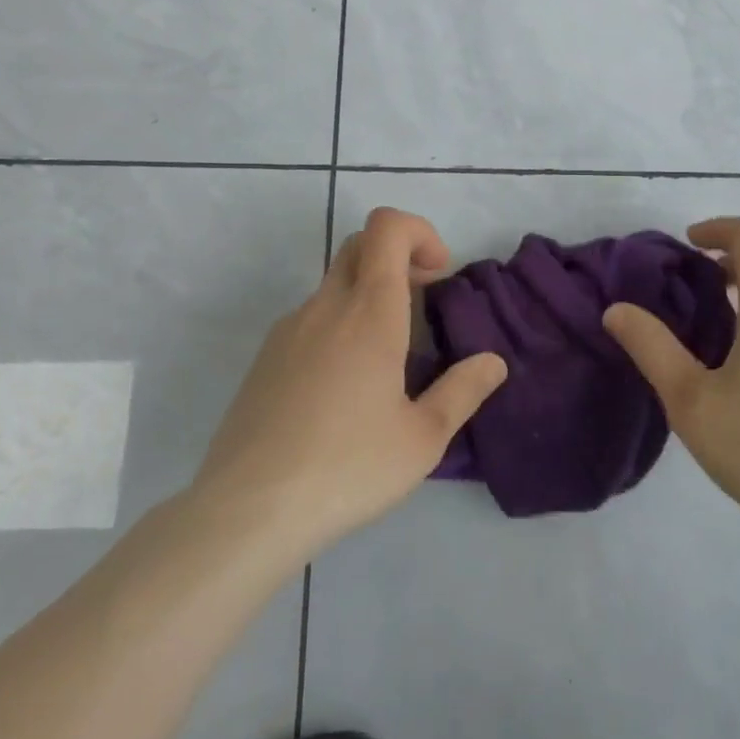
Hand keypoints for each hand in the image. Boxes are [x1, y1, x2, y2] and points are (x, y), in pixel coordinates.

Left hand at [192, 208, 506, 560]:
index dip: (418, 231)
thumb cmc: (347, 468)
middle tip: (423, 301)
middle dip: (398, 257)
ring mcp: (288, 329)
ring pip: (335, 284)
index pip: (387, 227)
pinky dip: (341, 324)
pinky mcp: (265, 358)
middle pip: (360, 245)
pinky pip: (312, 318)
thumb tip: (493, 362)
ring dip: (370, 295)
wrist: (246, 511)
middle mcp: (326, 306)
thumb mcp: (422, 439)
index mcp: (369, 312)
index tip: (438, 274)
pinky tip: (347, 388)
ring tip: (390, 359)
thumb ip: (463, 391)